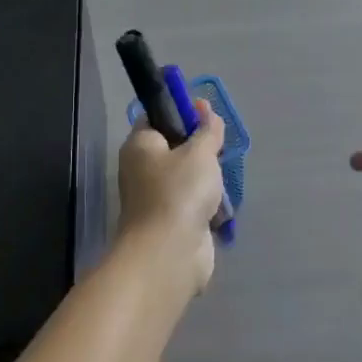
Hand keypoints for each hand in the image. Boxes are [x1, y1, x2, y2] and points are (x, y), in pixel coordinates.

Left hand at [116, 99, 226, 294]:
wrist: (170, 254)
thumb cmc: (180, 192)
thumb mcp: (199, 152)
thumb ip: (207, 129)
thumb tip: (204, 107)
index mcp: (140, 146)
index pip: (157, 117)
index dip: (181, 112)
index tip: (207, 115)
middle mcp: (141, 169)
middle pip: (175, 148)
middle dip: (200, 149)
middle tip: (219, 149)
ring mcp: (155, 198)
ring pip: (187, 177)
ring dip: (207, 179)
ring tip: (222, 179)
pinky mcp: (171, 222)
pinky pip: (192, 203)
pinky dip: (207, 204)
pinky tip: (221, 204)